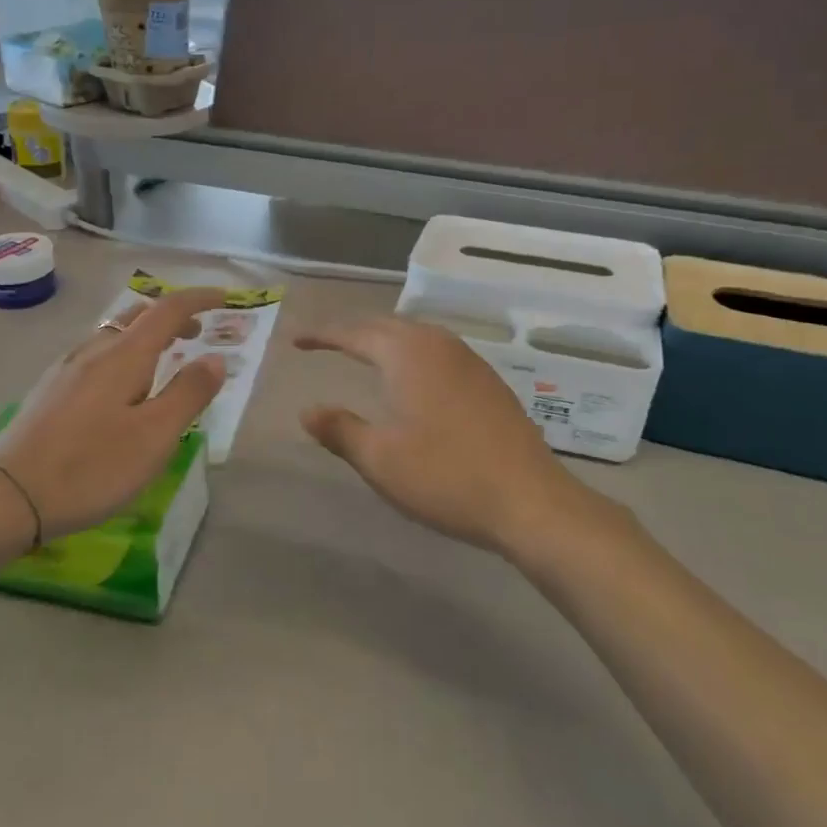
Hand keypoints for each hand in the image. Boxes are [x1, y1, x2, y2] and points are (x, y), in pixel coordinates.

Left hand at [0, 288, 228, 540]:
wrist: (7, 496)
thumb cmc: (91, 466)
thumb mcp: (154, 436)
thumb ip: (189, 393)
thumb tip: (215, 358)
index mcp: (123, 355)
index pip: (167, 309)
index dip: (199, 299)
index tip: (225, 298)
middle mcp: (93, 350)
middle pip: (137, 316)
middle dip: (172, 317)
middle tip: (197, 334)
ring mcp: (66, 369)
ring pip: (113, 336)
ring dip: (145, 337)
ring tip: (163, 363)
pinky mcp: (50, 391)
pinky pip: (96, 356)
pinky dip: (123, 356)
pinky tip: (121, 390)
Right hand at [296, 318, 597, 553]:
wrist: (529, 500)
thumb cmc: (445, 477)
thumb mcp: (380, 459)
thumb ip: (340, 429)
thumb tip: (307, 411)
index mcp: (407, 355)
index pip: (354, 334)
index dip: (323, 335)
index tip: (297, 340)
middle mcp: (438, 345)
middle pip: (387, 325)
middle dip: (353, 331)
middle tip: (326, 343)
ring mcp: (469, 361)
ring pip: (417, 334)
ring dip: (385, 338)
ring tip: (364, 353)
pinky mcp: (488, 381)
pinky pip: (439, 350)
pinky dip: (412, 353)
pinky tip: (414, 377)